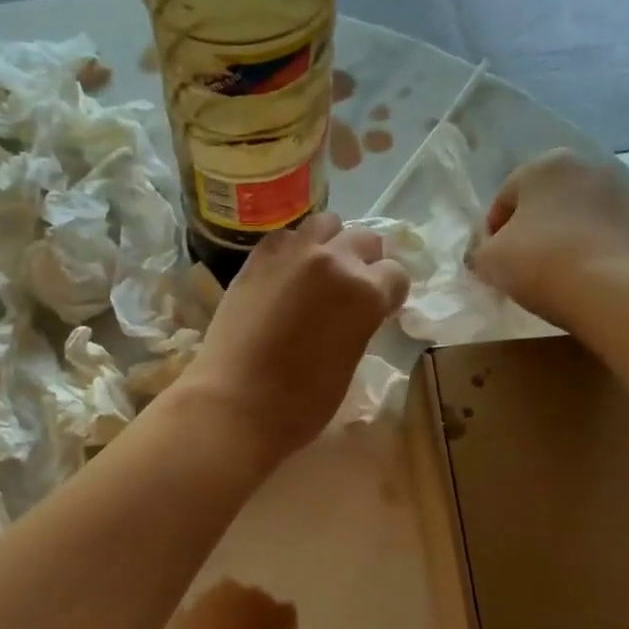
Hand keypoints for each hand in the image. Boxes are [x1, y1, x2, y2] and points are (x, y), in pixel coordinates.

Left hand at [176, 213, 409, 464]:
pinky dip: (293, 249)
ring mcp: (292, 254)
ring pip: (325, 224)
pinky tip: (286, 275)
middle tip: (350, 290)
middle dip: (365, 262)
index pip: (395, 275)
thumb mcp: (348, 364)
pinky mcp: (256, 259)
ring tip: (320, 273)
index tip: (380, 309)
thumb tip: (355, 314)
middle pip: (364, 240)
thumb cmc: (300, 403)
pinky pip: (285, 237)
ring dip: (330, 244)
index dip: (390, 294)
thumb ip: (359, 325)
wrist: (233, 402)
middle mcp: (334, 260)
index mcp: (365, 292)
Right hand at [470, 149, 628, 324]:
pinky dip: (580, 245)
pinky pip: (593, 231)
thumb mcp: (486, 259)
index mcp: (542, 164)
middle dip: (526, 229)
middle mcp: (581, 166)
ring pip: (568, 215)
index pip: (503, 200)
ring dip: (555, 236)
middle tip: (517, 265)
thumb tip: (486, 251)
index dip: (491, 233)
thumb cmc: (536, 262)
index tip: (490, 261)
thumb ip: (479, 249)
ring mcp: (613, 191)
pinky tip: (572, 272)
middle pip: (539, 203)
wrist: (605, 288)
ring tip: (546, 271)